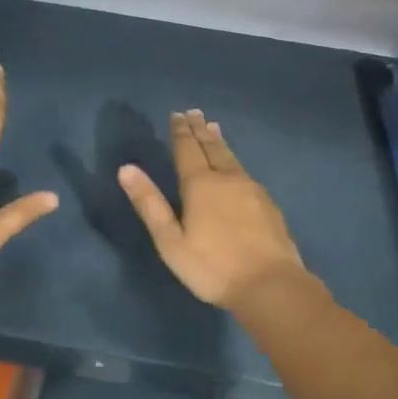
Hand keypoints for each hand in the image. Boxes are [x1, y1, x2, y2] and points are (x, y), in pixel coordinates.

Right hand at [118, 110, 305, 308]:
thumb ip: (149, 203)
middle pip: (212, 147)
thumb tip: (126, 168)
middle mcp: (227, 179)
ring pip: (231, 157)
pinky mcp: (268, 204)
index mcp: (200, 185)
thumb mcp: (170, 241)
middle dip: (200, 130)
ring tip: (214, 127)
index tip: (177, 115)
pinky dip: (234, 159)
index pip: (187, 149)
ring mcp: (251, 190)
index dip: (181, 132)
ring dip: (219, 140)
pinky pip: (245, 171)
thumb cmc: (212, 267)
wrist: (270, 285)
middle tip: (194, 112)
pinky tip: (236, 166)